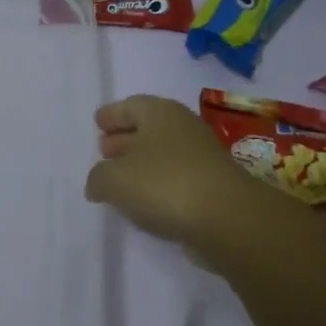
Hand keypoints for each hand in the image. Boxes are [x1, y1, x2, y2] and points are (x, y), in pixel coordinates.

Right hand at [84, 95, 269, 253]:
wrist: (227, 219)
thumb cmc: (164, 184)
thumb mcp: (114, 180)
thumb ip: (98, 178)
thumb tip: (98, 183)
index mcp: (160, 112)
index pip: (130, 105)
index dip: (111, 115)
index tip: (97, 123)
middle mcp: (183, 127)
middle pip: (147, 128)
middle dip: (124, 138)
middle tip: (104, 150)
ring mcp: (201, 157)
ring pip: (162, 154)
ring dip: (140, 163)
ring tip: (118, 179)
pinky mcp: (211, 185)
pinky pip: (175, 177)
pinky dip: (157, 184)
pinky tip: (143, 201)